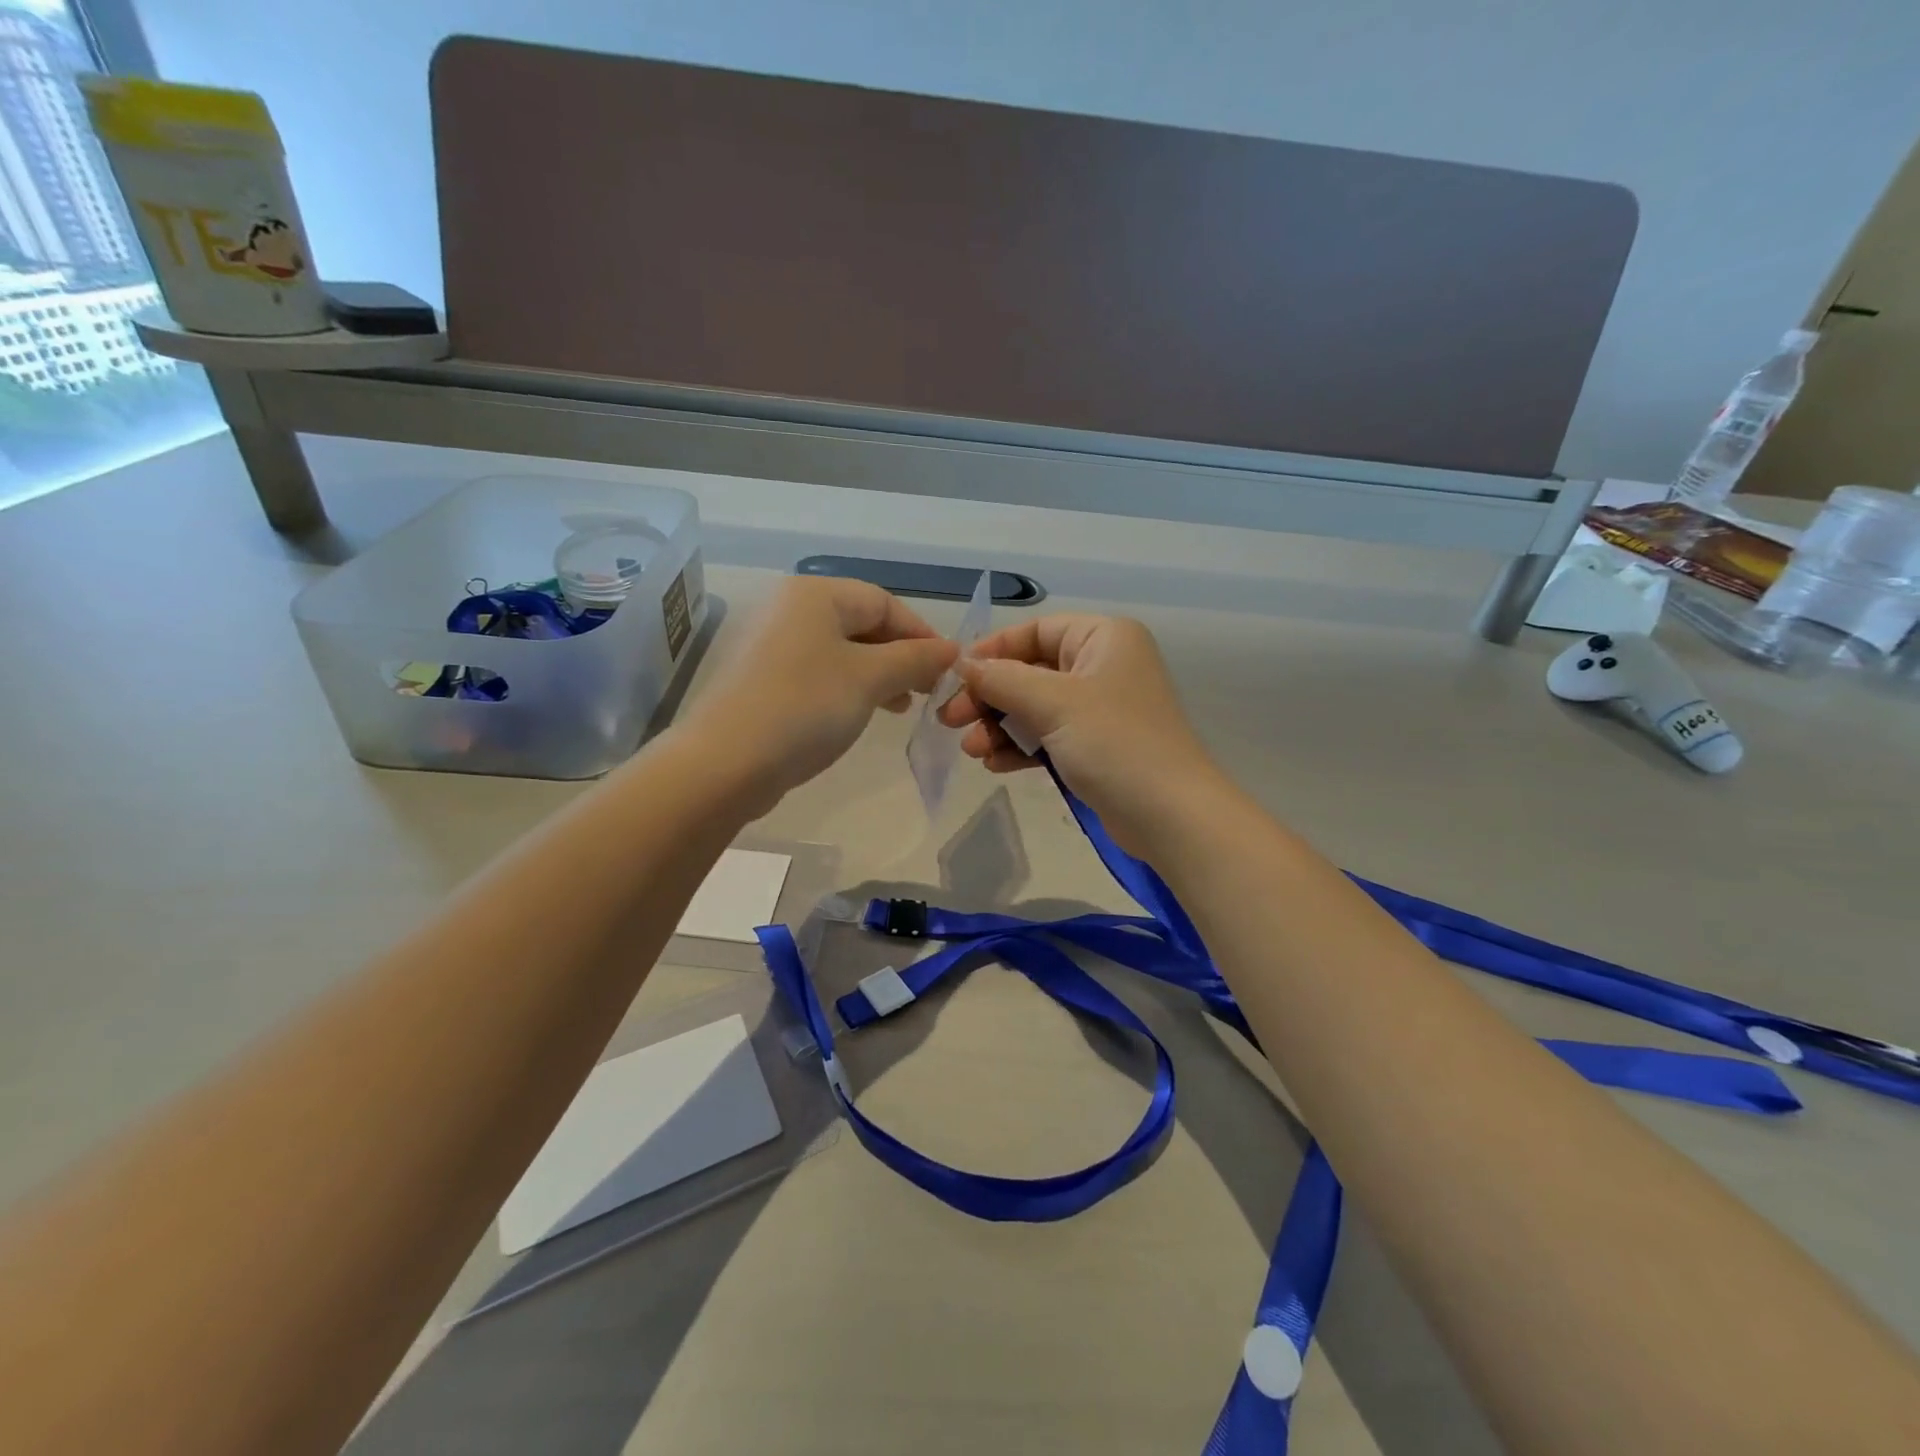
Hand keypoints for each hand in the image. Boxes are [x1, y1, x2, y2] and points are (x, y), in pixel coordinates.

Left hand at [679, 577, 957, 809]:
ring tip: (903, 706)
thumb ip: (915, 659)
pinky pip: (818, 672)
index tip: (948, 669)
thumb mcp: (870, 679)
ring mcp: (770, 644)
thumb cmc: (805, 708)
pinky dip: (848, 687)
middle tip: (929, 690)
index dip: (921, 633)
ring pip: (841, 651)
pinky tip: (864, 712)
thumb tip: (952, 649)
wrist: (726, 763)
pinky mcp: (761, 679)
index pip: (883, 602)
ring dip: (878, 675)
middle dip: (900, 656)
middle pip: (861, 624)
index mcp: (814, 595)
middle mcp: (789, 609)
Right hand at [937, 614, 1223, 853]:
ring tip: (971, 749)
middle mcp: (1103, 665)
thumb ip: (1002, 679)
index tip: (955, 676)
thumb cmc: (1114, 742)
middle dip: (990, 696)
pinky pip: (1048, 736)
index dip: (993, 651)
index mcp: (1103, 638)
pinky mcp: (1096, 747)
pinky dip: (1020, 747)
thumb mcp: (1053, 703)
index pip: (1036, 631)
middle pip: (1030, 671)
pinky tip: (995, 764)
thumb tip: (962, 664)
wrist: (1169, 815)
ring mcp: (1100, 709)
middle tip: (951, 720)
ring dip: (1000, 725)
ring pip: (1035, 707)